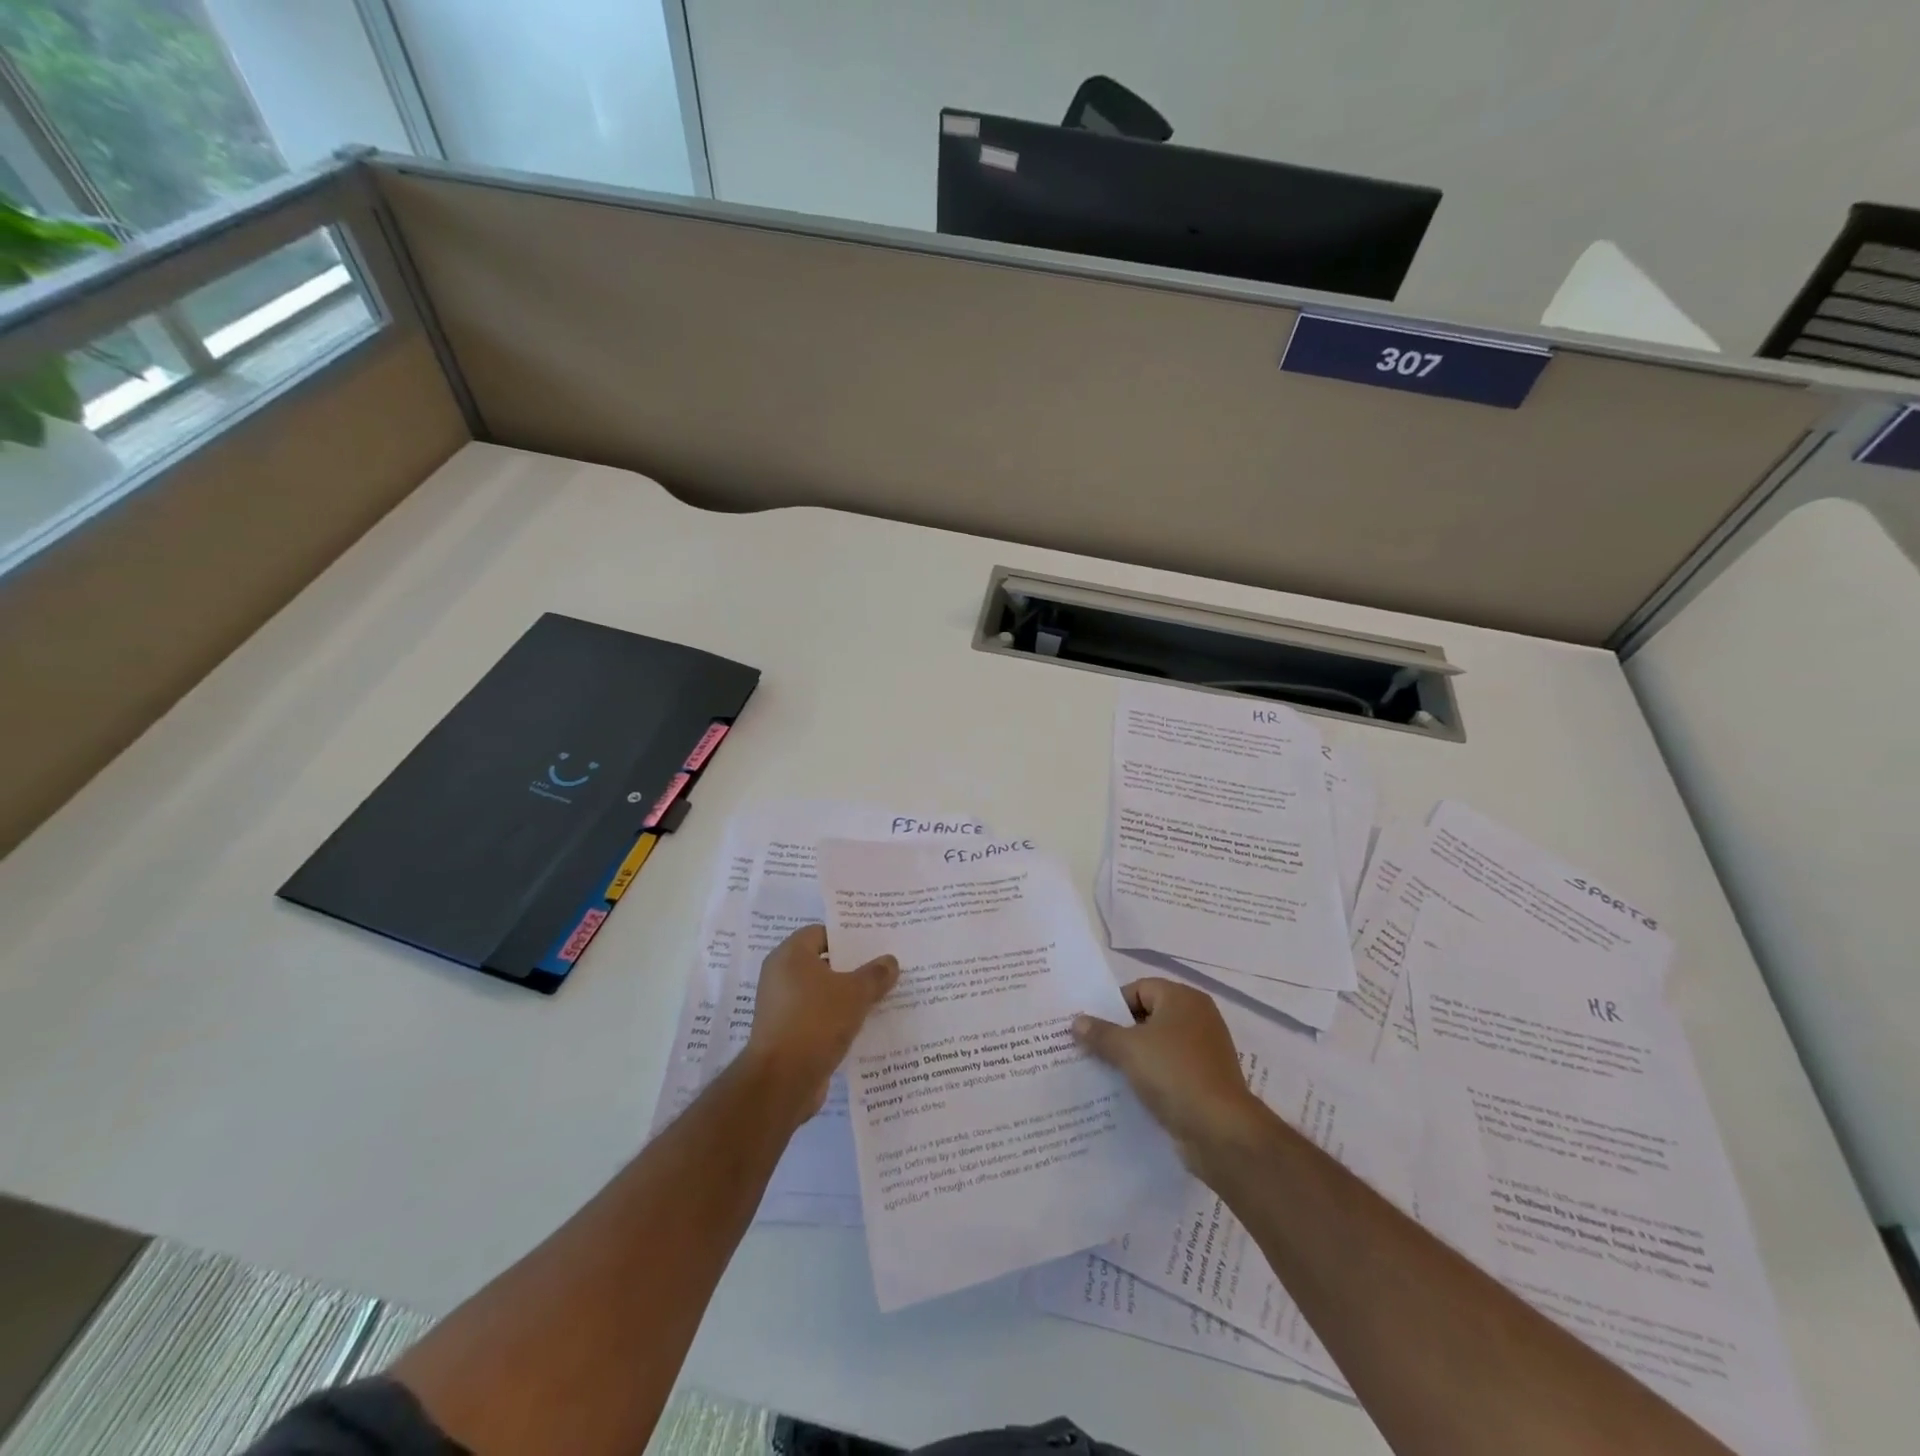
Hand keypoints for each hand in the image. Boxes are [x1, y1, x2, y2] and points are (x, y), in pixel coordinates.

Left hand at [743, 925, 898, 1121]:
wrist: (783, 1081)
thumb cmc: (816, 1021)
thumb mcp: (855, 993)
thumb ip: (875, 974)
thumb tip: (890, 960)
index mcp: (790, 955)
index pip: (821, 933)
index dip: (848, 937)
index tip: (875, 943)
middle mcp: (780, 976)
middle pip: (823, 963)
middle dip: (852, 967)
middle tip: (884, 968)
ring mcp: (781, 1007)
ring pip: (821, 993)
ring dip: (847, 996)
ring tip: (881, 996)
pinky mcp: (786, 1034)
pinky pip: (817, 1017)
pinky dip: (837, 1019)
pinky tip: (864, 1024)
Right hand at [1072, 978, 1265, 1173]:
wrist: (1220, 1131)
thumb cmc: (1174, 1074)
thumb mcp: (1128, 1049)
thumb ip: (1100, 1033)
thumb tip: (1077, 1022)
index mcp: (1183, 999)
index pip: (1139, 989)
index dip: (1112, 1006)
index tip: (1090, 1028)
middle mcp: (1198, 1018)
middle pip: (1148, 1017)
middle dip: (1119, 1033)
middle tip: (1089, 1048)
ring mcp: (1204, 1052)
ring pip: (1157, 1047)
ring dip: (1133, 1058)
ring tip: (1102, 1072)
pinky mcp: (1205, 1082)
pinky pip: (1169, 1071)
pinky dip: (1150, 1078)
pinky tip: (1127, 1093)